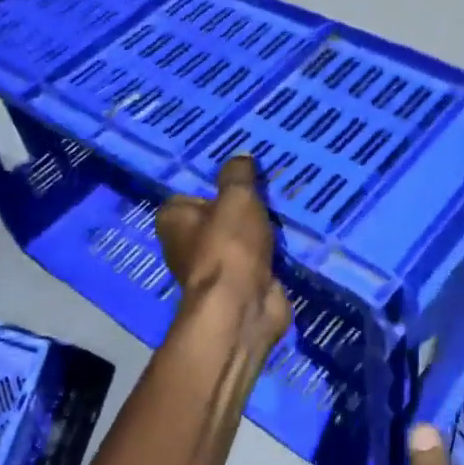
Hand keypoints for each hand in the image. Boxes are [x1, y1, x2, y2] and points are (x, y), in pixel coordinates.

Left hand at [154, 155, 290, 354]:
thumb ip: (238, 175)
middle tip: (269, 192)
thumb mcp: (236, 197)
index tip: (239, 180)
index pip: (188, 196)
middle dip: (241, 210)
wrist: (242, 307)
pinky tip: (290, 240)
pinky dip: (272, 255)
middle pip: (217, 219)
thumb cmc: (228, 245)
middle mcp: (186, 245)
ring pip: (239, 240)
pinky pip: (257, 261)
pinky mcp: (239, 287)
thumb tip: (241, 157)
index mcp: (173, 220)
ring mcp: (214, 269)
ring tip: (284, 212)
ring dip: (259, 233)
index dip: (212, 189)